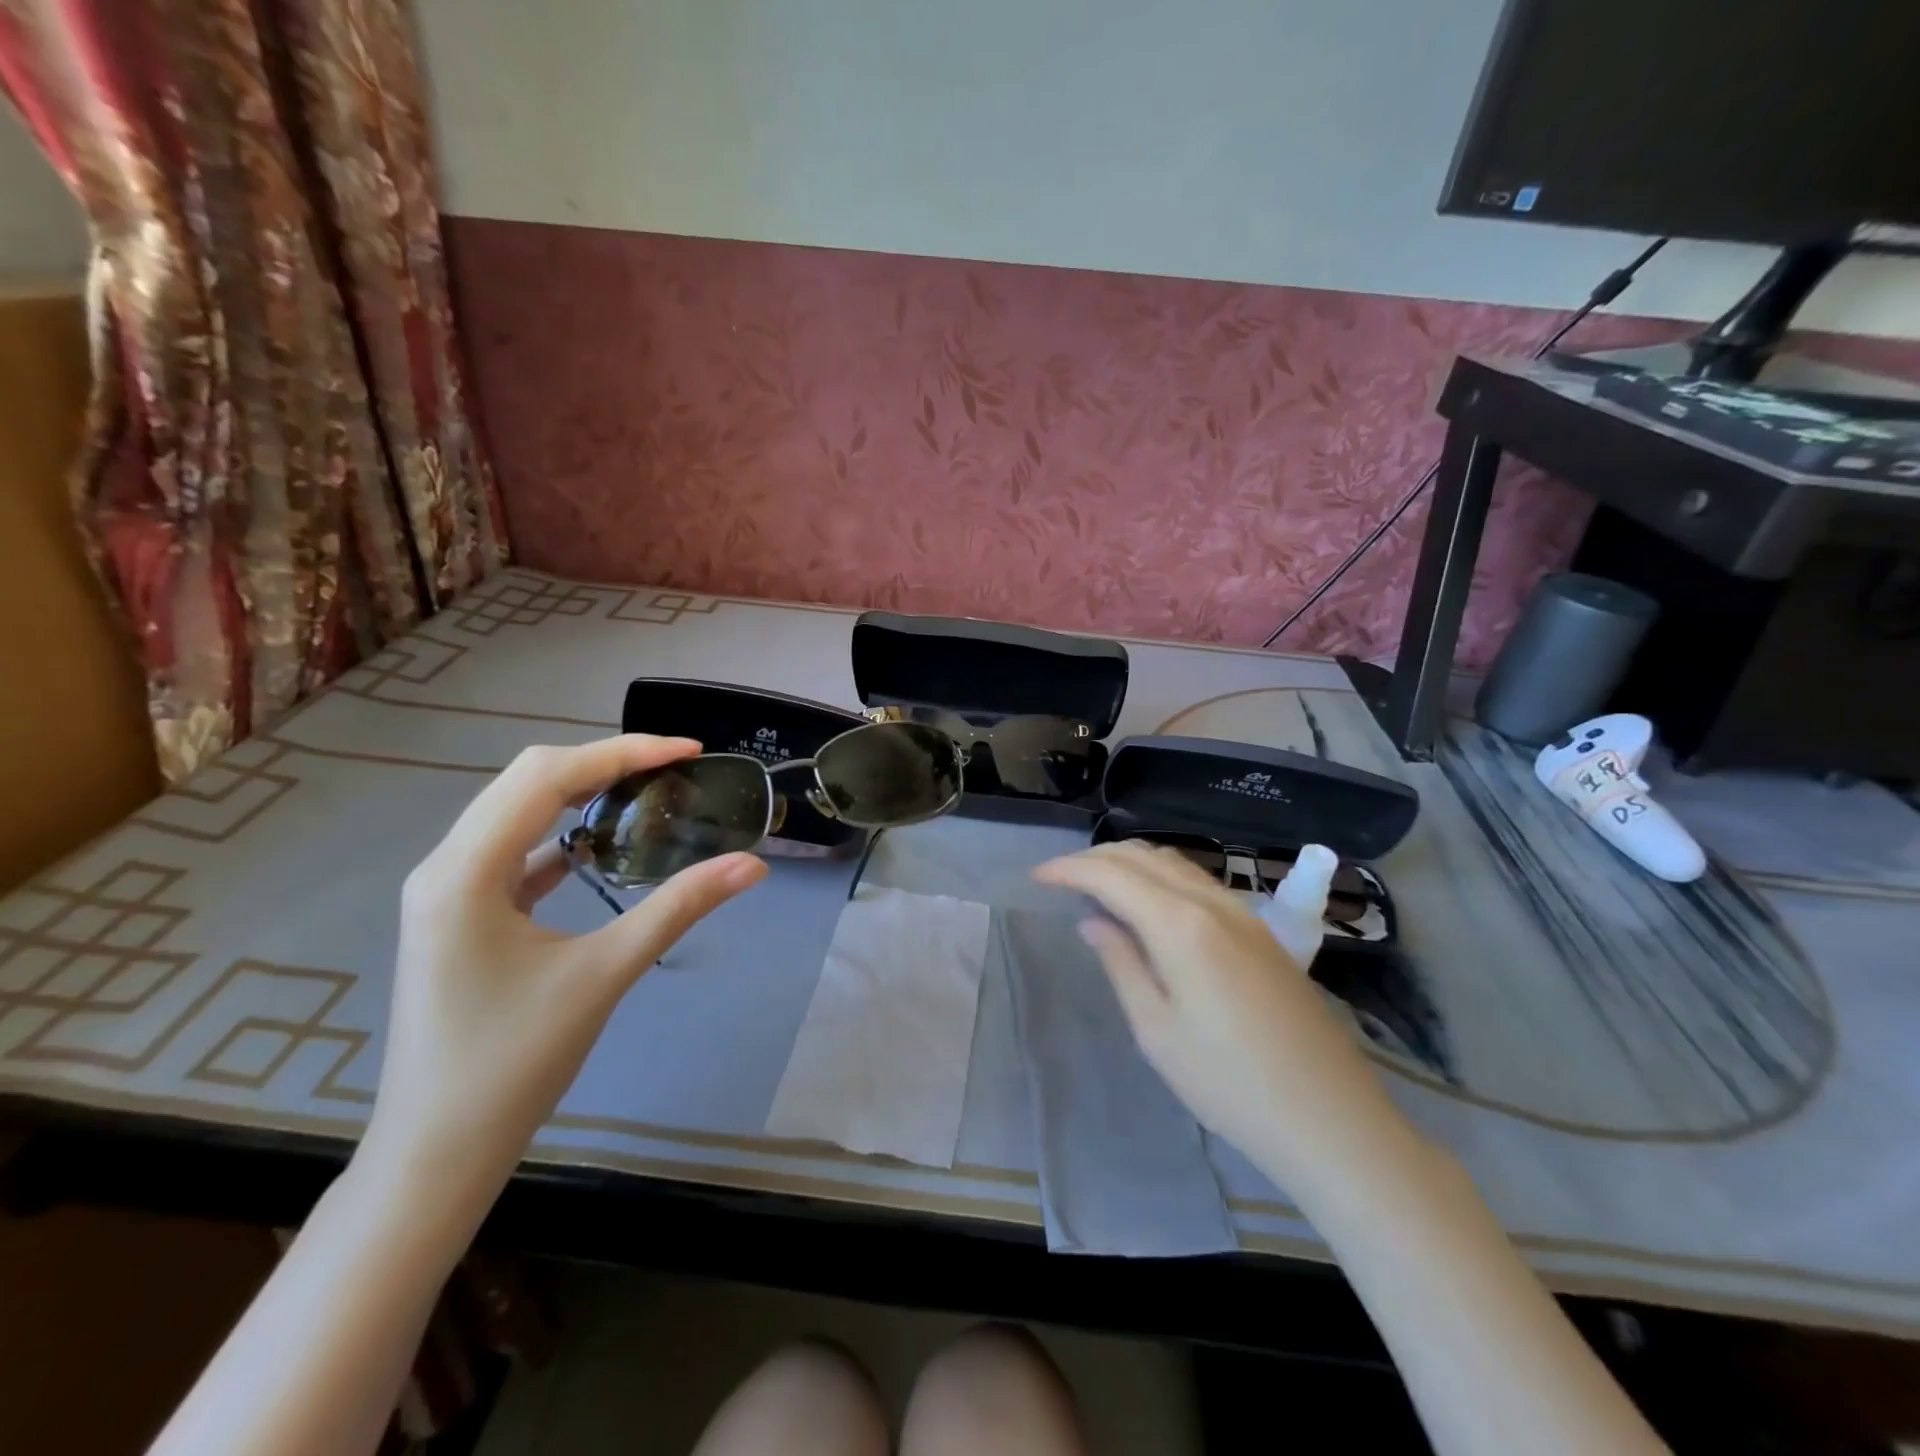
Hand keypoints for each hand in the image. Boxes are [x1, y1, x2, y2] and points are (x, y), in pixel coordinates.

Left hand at [361, 736, 767, 1204]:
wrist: (436, 1153)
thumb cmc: (514, 1063)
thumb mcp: (605, 973)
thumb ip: (679, 908)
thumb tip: (752, 865)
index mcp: (465, 871)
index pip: (548, 776)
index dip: (623, 752)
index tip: (688, 750)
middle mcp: (445, 866)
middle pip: (527, 780)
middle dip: (604, 762)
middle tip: (674, 766)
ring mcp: (447, 891)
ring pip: (518, 810)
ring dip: (582, 793)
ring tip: (647, 792)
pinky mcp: (460, 915)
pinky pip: (515, 849)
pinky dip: (563, 833)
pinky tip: (601, 846)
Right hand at [1033, 842, 1404, 1189]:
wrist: (1330, 1119)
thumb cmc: (1229, 1084)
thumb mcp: (1157, 1030)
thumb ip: (1121, 963)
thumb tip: (1094, 921)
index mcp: (1181, 924)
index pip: (1112, 874)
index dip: (1069, 869)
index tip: (1036, 878)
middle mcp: (1213, 903)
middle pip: (1144, 857)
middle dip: (1095, 858)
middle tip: (1060, 877)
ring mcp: (1243, 914)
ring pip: (1175, 863)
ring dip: (1130, 862)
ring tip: (1097, 884)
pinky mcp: (1261, 932)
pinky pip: (1198, 882)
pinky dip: (1161, 877)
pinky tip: (1149, 903)